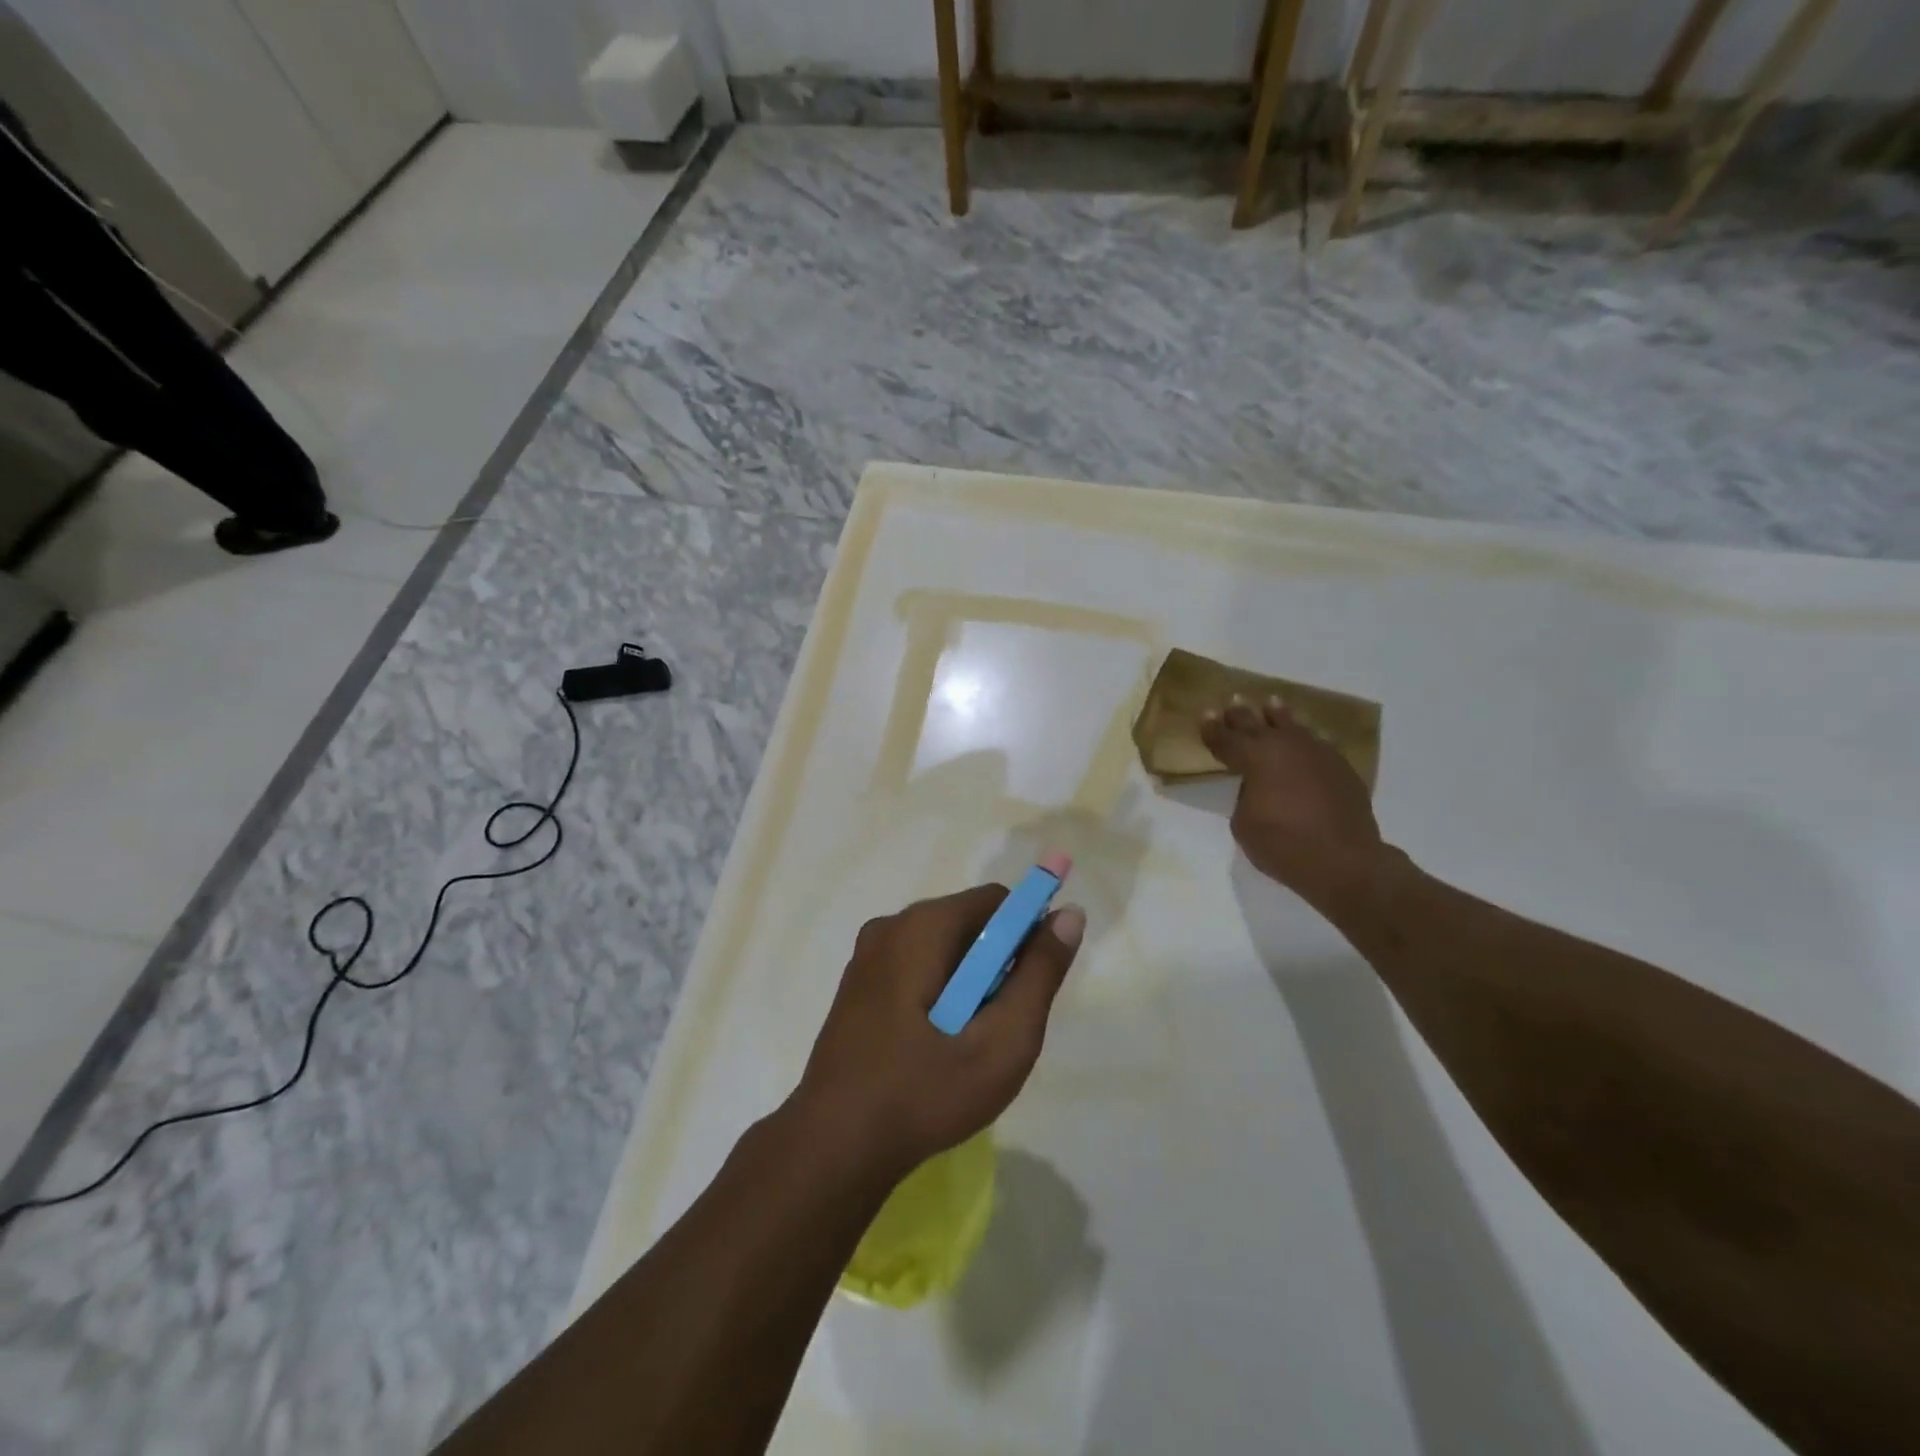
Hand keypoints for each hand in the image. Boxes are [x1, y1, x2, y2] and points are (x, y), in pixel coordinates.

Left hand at [790, 864, 1085, 1181]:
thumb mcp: (1002, 1041)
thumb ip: (1040, 973)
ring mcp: (867, 955)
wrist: (833, 1146)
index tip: (1033, 985)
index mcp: (922, 927)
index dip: (1027, 933)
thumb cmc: (924, 1092)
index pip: (996, 901)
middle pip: (968, 922)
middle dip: (996, 964)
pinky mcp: (857, 984)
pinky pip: (915, 967)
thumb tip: (1069, 914)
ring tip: (967, 1043)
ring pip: (942, 948)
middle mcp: (890, 926)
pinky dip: (939, 992)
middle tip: (999, 1026)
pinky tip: (935, 1046)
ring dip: (969, 983)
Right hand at [1201, 694, 1388, 914]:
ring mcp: (1316, 752)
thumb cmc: (1283, 844)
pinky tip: (1306, 734)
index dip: (1212, 728)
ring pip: (1292, 724)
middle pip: (1256, 723)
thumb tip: (1256, 786)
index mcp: (1254, 758)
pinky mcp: (1340, 766)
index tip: (1204, 715)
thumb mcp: (1244, 823)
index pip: (1226, 738)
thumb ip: (1244, 796)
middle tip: (1232, 701)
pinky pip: (1317, 741)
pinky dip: (1306, 736)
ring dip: (1277, 714)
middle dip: (1240, 714)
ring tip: (1271, 702)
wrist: (1343, 860)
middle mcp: (1284, 746)